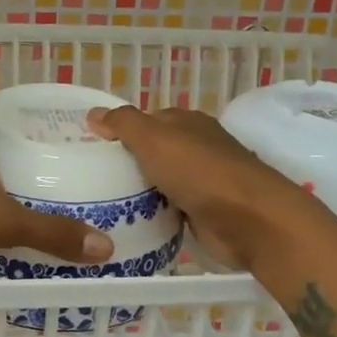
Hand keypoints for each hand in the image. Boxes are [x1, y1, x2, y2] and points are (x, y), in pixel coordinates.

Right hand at [86, 104, 304, 270]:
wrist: (248, 220)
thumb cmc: (199, 172)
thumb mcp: (154, 139)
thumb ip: (123, 124)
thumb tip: (93, 114)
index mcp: (187, 123)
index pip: (146, 120)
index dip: (119, 131)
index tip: (90, 149)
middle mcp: (196, 147)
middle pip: (152, 152)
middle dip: (126, 163)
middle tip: (88, 179)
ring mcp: (202, 181)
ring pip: (159, 182)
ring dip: (138, 192)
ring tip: (99, 204)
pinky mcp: (203, 212)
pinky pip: (169, 209)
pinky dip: (153, 214)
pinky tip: (130, 222)